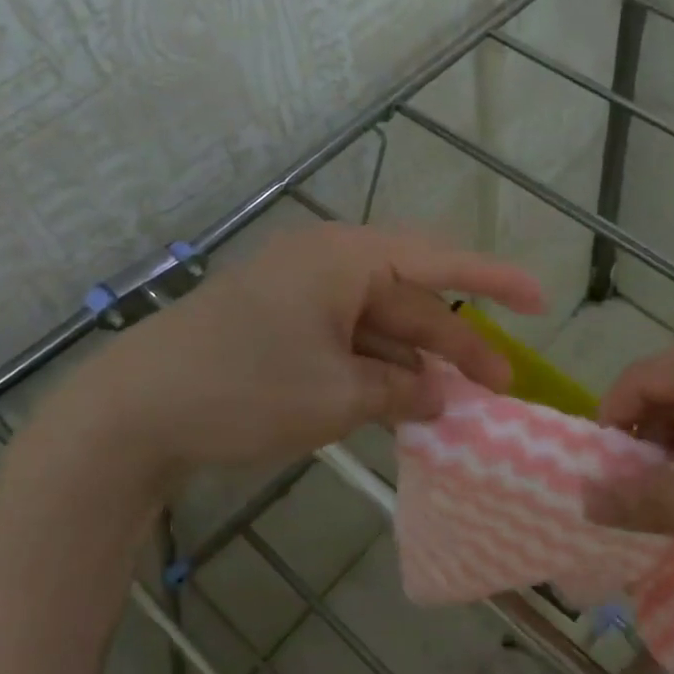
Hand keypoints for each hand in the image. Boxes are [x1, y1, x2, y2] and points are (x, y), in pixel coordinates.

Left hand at [63, 224, 543, 476]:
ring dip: (415, 364)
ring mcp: (299, 299)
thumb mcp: (335, 395)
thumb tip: (442, 395)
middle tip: (500, 388)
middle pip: (409, 301)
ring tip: (455, 408)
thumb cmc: (243, 389)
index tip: (541, 301)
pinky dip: (376, 373)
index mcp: (343, 259)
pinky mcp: (280, 330)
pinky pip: (346, 344)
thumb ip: (400, 390)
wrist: (132, 414)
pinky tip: (402, 408)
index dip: (494, 281)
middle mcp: (325, 266)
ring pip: (378, 327)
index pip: (437, 262)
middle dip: (455, 344)